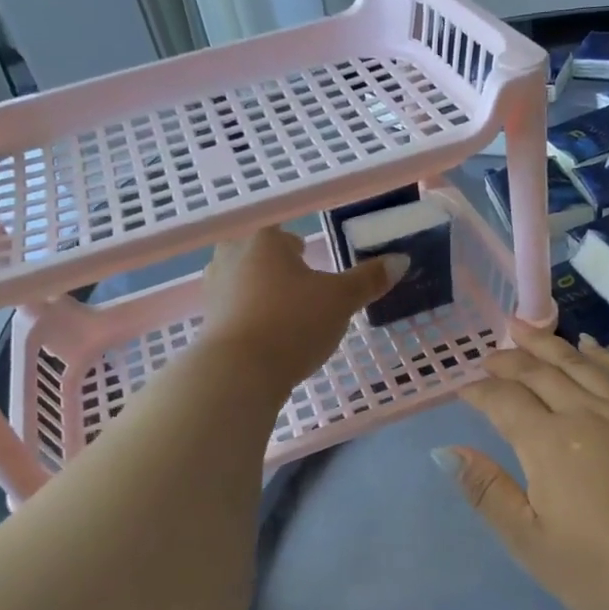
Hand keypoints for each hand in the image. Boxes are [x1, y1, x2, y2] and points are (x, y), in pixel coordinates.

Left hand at [203, 228, 404, 393]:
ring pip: (243, 283)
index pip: (285, 237)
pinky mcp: (207, 323)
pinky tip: (267, 340)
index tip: (314, 268)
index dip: (301, 251)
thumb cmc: (293, 322)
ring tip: (286, 317)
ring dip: (261, 294)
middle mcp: (232, 257)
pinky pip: (234, 312)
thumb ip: (369, 279)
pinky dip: (249, 320)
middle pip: (259, 256)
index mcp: (264, 241)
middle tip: (301, 291)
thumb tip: (401, 259)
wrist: (239, 372)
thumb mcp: (340, 300)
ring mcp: (214, 290)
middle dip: (277, 270)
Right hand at [438, 325, 608, 609]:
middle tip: (489, 356)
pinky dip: (601, 353)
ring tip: (524, 329)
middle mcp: (586, 412)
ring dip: (548, 344)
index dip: (479, 392)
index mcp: (548, 443)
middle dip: (509, 359)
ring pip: (580, 363)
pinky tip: (589, 346)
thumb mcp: (531, 543)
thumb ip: (487, 492)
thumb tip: (446, 451)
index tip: (464, 391)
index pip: (504, 401)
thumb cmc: (604, 572)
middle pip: (540, 372)